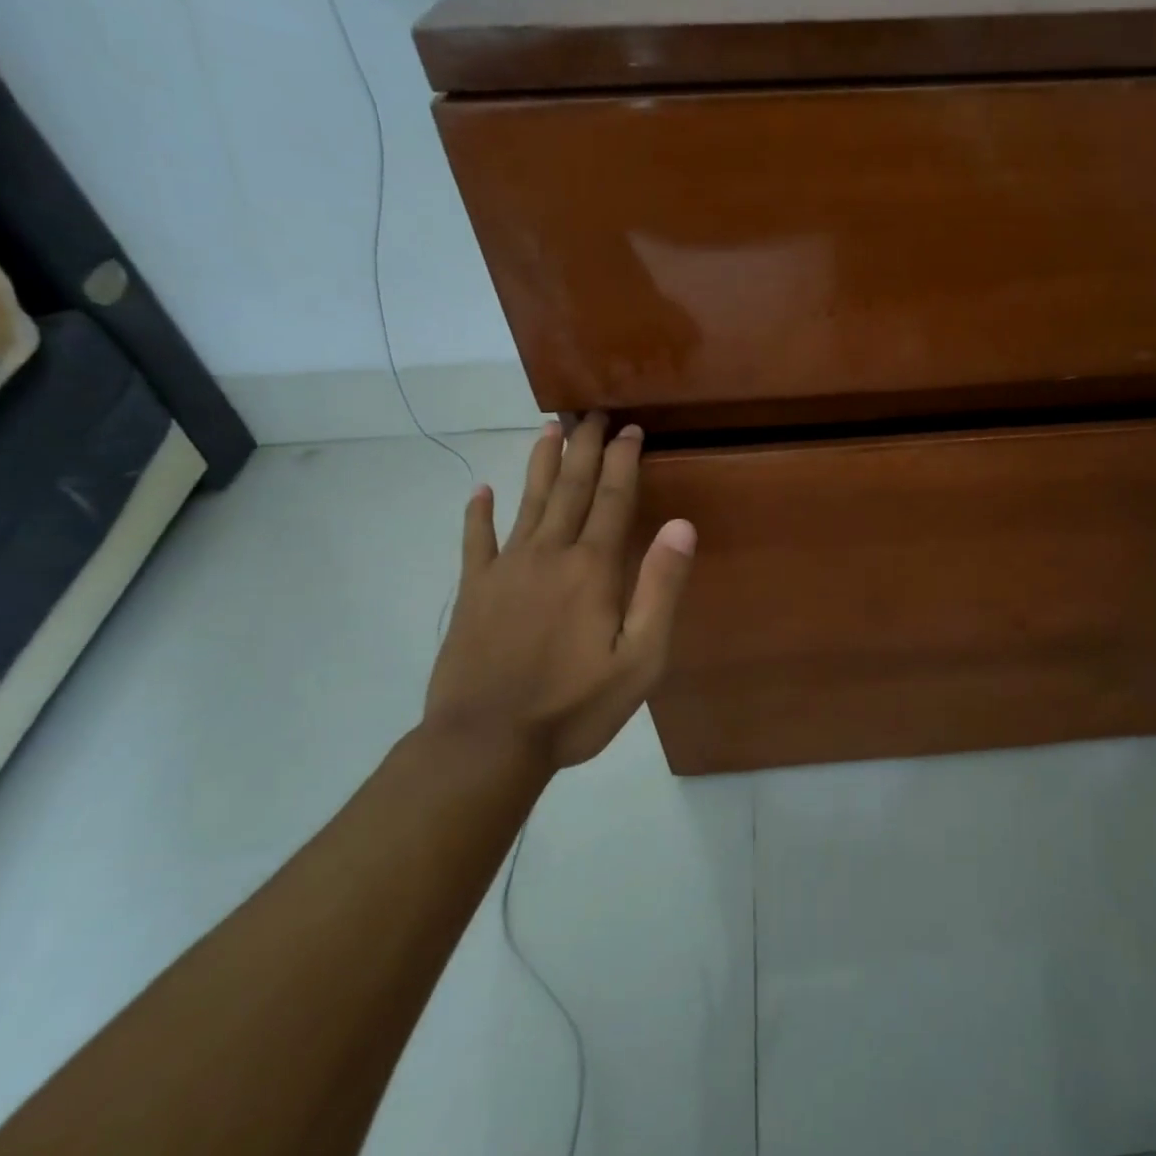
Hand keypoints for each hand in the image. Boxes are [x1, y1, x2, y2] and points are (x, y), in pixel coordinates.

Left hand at [423, 414, 696, 770]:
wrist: (487, 742)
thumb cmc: (575, 705)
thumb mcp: (640, 658)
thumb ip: (660, 588)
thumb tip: (681, 526)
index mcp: (593, 568)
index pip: (613, 499)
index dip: (623, 460)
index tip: (630, 429)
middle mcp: (549, 554)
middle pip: (570, 488)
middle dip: (584, 448)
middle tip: (592, 413)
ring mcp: (506, 570)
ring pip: (527, 502)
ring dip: (540, 464)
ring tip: (548, 429)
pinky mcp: (474, 591)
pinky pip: (476, 542)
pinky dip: (478, 514)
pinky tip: (480, 491)